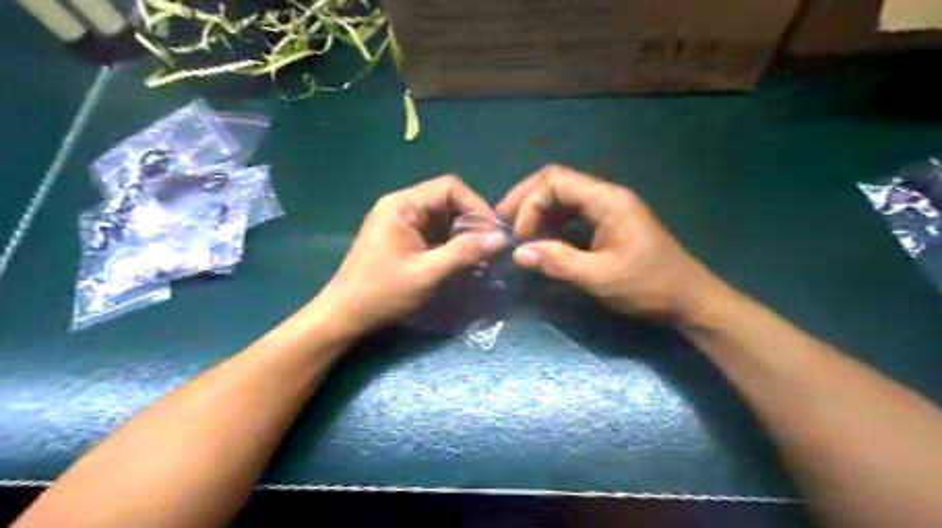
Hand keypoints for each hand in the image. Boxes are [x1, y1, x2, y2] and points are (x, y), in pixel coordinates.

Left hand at [316, 176, 508, 333]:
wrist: (345, 314)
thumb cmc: (382, 293)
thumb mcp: (427, 273)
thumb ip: (464, 253)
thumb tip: (500, 238)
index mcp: (402, 205)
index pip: (449, 187)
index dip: (476, 205)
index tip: (493, 231)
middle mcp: (401, 205)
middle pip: (447, 199)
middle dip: (471, 220)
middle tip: (490, 245)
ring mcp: (400, 221)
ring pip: (442, 216)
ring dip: (463, 232)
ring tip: (480, 254)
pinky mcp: (402, 236)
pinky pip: (434, 230)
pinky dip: (451, 241)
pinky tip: (463, 258)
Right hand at [500, 164, 726, 321]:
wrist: (689, 299)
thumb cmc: (648, 287)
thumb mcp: (600, 277)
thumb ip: (558, 261)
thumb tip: (519, 253)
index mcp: (607, 201)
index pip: (556, 182)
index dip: (530, 204)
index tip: (519, 237)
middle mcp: (606, 196)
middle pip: (557, 181)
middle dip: (526, 199)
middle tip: (502, 222)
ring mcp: (608, 208)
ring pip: (563, 196)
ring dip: (536, 210)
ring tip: (516, 232)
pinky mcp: (608, 223)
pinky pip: (572, 213)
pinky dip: (551, 222)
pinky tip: (539, 239)